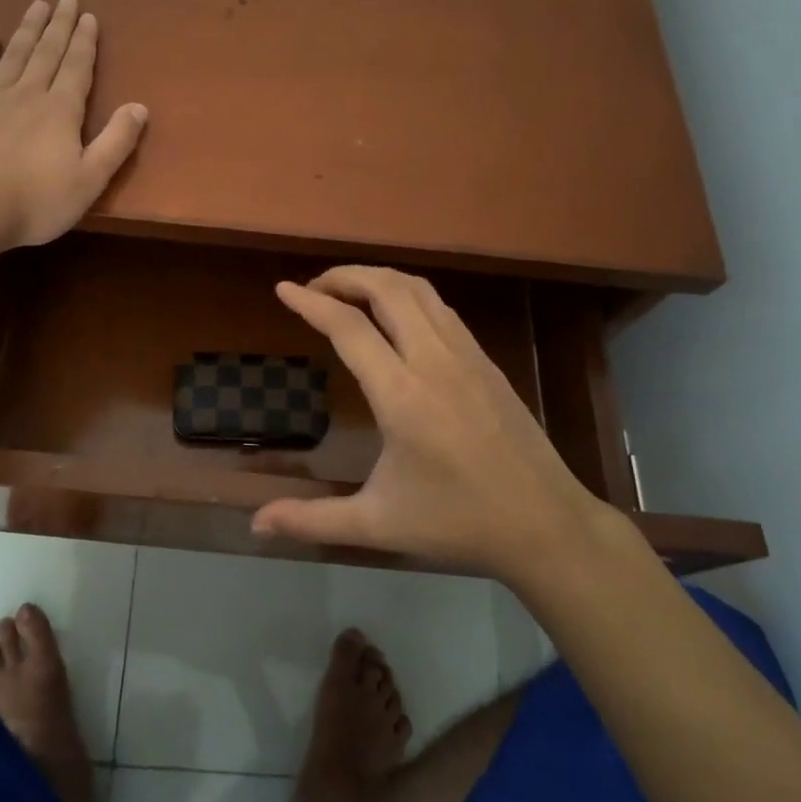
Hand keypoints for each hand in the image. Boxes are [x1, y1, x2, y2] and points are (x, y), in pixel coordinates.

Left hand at [0, 0, 147, 250]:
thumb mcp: (89, 181)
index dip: (85, 42)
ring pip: (15, 53)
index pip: (78, 68)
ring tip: (38, 4)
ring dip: (28, 28)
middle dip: (60, 26)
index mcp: (61, 111)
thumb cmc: (34, 202)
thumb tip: (140, 107)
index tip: (89, 17)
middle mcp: (28, 93)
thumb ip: (116, 143)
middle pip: (48, 52)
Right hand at [253, 266, 605, 580]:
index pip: (348, 328)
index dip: (310, 302)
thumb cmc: (457, 523)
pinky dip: (407, 294)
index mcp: (402, 395)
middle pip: (386, 289)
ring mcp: (466, 355)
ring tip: (348, 290)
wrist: (545, 524)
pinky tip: (396, 314)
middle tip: (313, 287)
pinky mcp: (486, 360)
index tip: (283, 289)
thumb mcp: (377, 524)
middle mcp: (434, 361)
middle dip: (344, 276)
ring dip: (377, 279)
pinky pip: (440, 308)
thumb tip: (255, 524)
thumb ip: (311, 520)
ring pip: (418, 290)